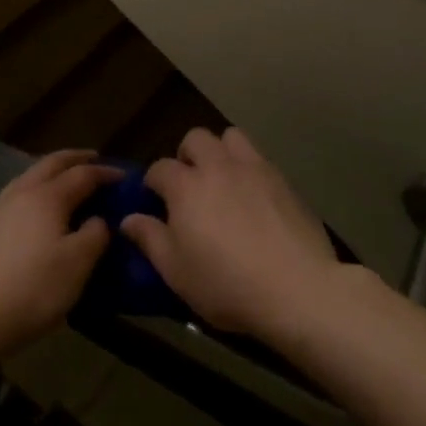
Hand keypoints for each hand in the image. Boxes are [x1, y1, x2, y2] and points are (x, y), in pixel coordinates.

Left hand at [0, 150, 118, 358]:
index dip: (105, 172)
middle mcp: (21, 191)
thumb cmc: (34, 289)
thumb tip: (98, 219)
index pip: (82, 174)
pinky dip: (32, 190)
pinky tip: (32, 209)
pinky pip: (14, 195)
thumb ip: (95, 235)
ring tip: (64, 181)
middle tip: (94, 159)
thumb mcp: (78, 265)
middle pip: (51, 163)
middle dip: (75, 158)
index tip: (124, 176)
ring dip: (50, 172)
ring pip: (28, 176)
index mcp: (47, 196)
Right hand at [121, 128, 342, 341]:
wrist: (297, 288)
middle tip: (190, 185)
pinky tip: (254, 197)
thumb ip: (150, 239)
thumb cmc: (226, 284)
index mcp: (186, 186)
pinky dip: (249, 168)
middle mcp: (217, 166)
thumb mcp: (176, 272)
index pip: (159, 168)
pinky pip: (259, 157)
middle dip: (187, 155)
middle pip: (195, 138)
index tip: (155, 201)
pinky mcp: (282, 179)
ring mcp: (253, 168)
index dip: (153, 183)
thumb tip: (128, 219)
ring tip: (222, 180)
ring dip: (221, 151)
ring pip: (230, 137)